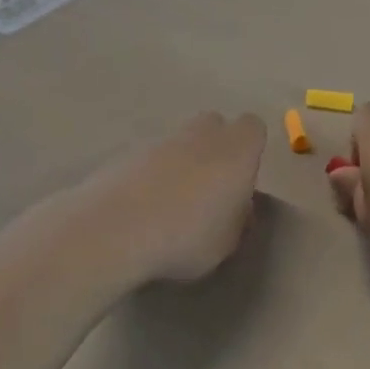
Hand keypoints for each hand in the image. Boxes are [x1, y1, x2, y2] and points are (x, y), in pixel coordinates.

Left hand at [66, 112, 266, 284]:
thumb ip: (237, 219)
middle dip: (214, 148)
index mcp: (236, 150)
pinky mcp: (127, 152)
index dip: (250, 150)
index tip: (242, 180)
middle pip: (214, 125)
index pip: (253, 128)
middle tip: (209, 187)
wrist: (116, 228)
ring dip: (180, 162)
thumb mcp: (227, 242)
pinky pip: (149, 158)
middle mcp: (201, 135)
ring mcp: (160, 139)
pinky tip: (143, 208)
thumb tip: (236, 207)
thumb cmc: (187, 236)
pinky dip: (150, 175)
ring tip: (171, 204)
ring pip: (179, 141)